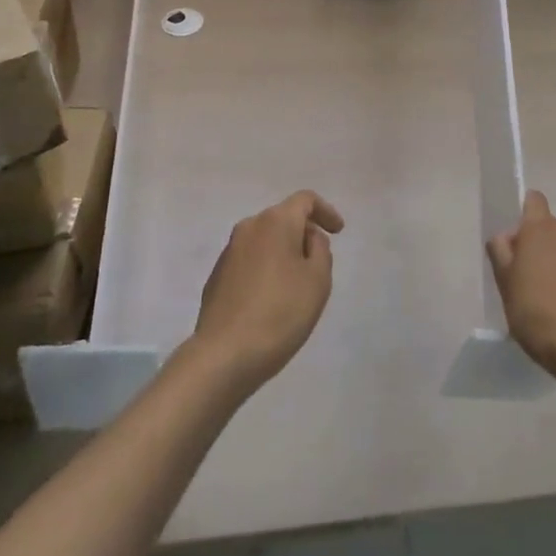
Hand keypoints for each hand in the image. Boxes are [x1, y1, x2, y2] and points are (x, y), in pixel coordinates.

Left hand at [192, 191, 344, 393]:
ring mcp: (229, 252)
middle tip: (318, 263)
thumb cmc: (280, 313)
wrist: (224, 355)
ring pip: (265, 240)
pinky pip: (249, 261)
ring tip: (295, 285)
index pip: (305, 200)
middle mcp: (249, 227)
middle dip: (303, 234)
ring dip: (283, 253)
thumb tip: (307, 238)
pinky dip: (265, 269)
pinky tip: (270, 300)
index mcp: (276, 221)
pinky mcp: (217, 276)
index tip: (338, 232)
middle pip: (283, 218)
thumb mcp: (318, 280)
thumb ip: (320, 249)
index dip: (326, 211)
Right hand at [486, 190, 555, 377]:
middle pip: (553, 229)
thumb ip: (500, 249)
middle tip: (536, 278)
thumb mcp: (503, 280)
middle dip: (545, 246)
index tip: (522, 241)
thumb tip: (508, 237)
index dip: (527, 215)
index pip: (534, 200)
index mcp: (540, 228)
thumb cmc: (531, 309)